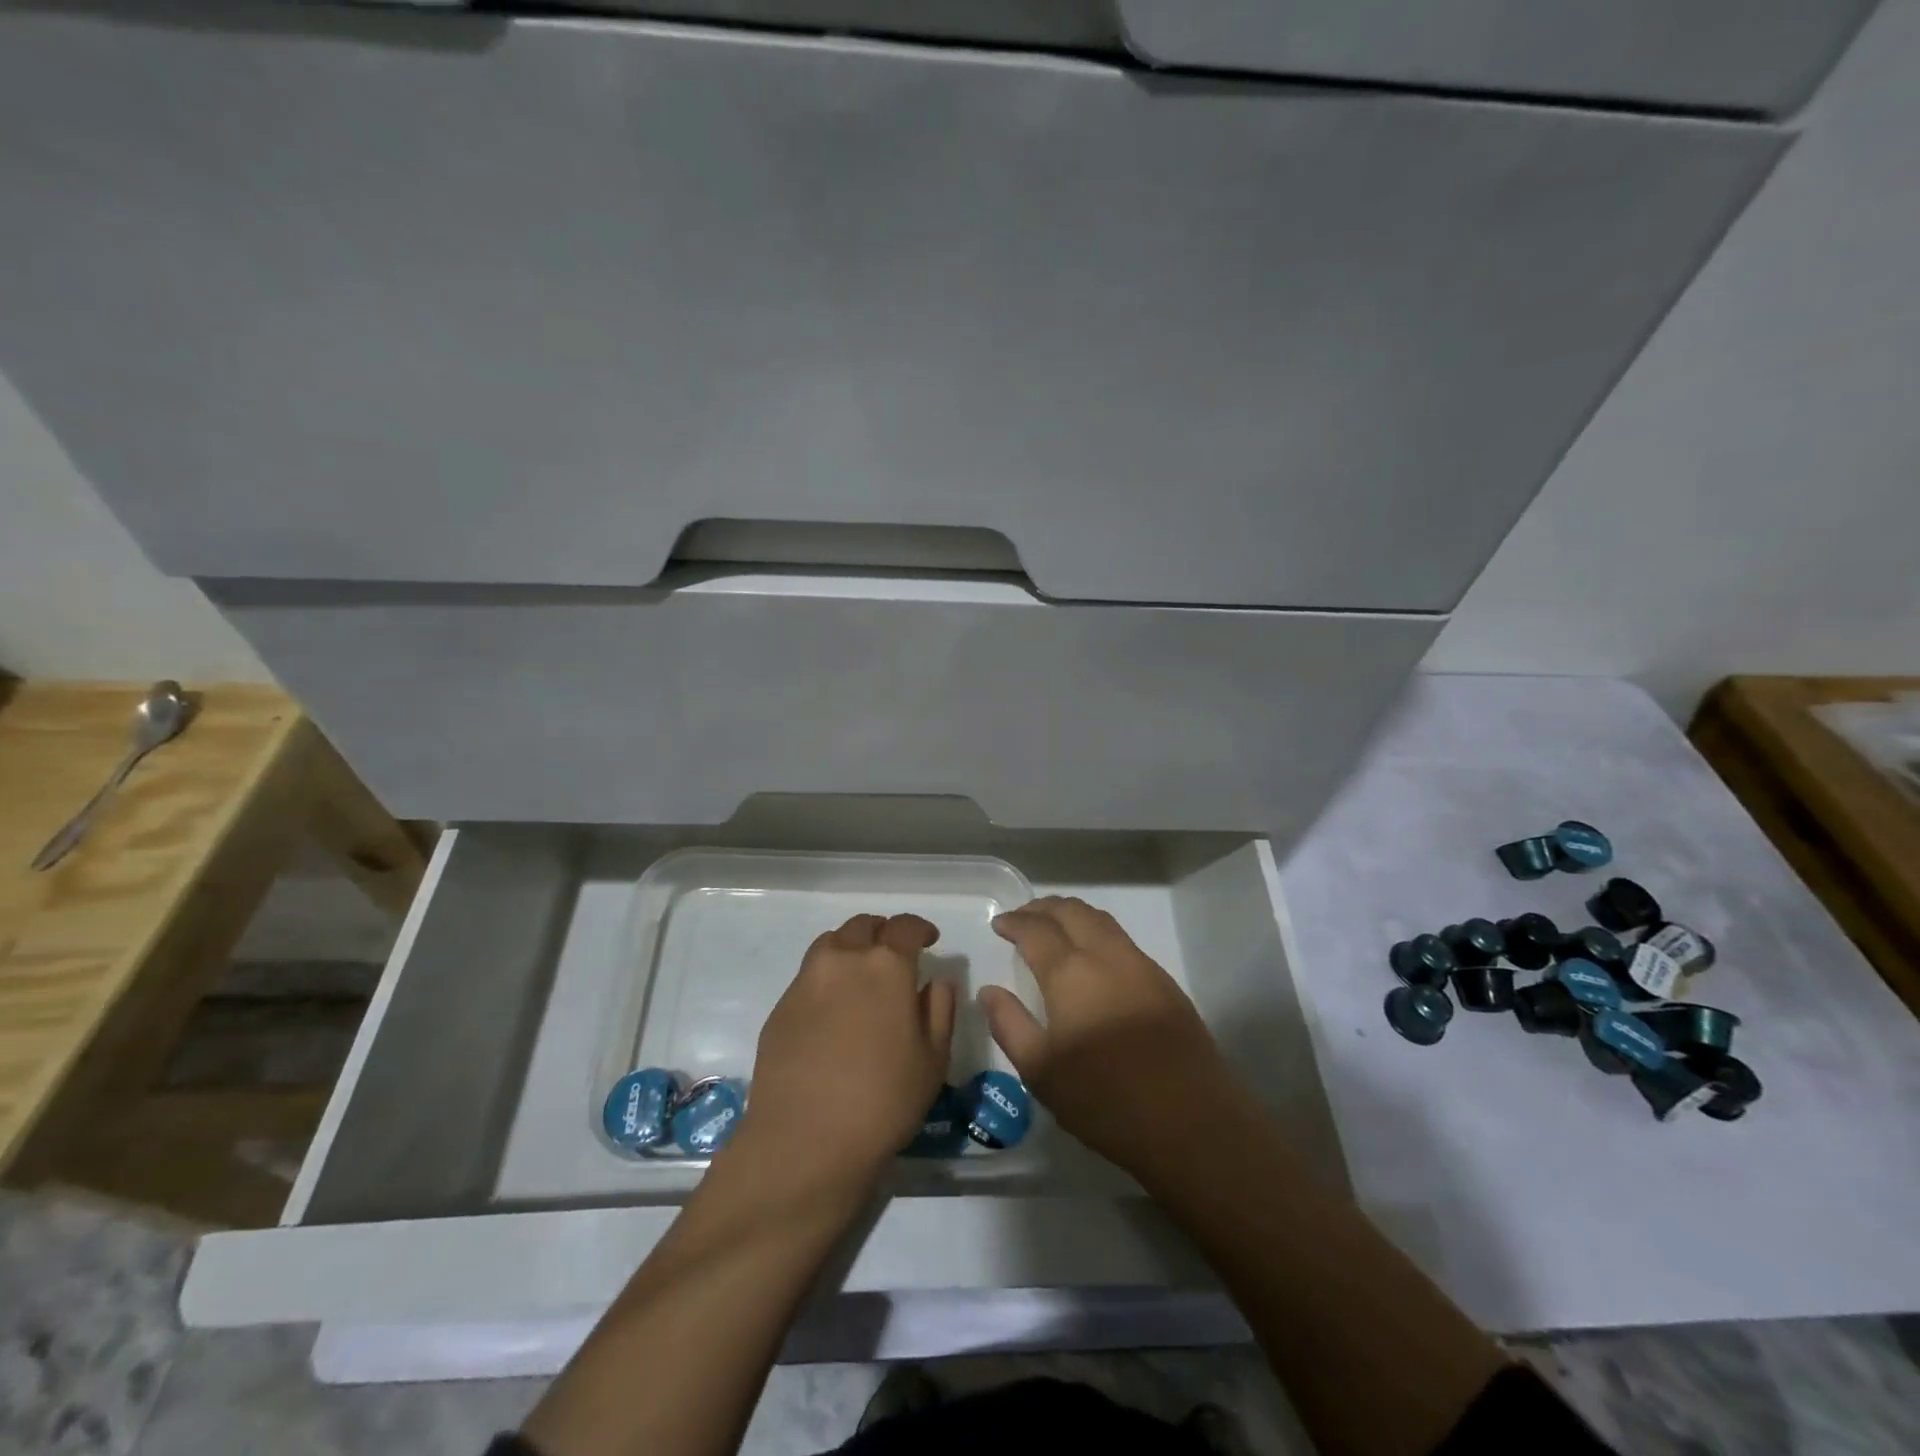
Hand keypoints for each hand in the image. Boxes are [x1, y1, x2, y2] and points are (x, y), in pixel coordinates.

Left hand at [735, 912, 954, 1190]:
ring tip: (861, 975)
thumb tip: (935, 980)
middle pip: (863, 926)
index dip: (920, 928)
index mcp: (886, 966)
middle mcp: (843, 960)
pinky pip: (808, 976)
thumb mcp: (932, 1059)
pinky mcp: (780, 1007)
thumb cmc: (883, 1101)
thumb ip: (939, 1009)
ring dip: (851, 948)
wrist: (803, 1143)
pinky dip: (826, 978)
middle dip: (883, 932)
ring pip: (831, 943)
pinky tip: (833, 1012)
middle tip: (894, 955)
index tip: (929, 940)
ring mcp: (805, 981)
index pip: (905, 926)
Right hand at [981, 896, 1235, 1179]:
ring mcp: (1141, 966)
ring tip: (1054, 926)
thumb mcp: (1041, 1072)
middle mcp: (1106, 956)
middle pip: (1072, 912)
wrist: (1191, 1121)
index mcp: (1071, 973)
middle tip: (1023, 916)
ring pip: (1101, 920)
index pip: (1036, 930)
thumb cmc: (1105, 1099)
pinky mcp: (1164, 983)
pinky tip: (1092, 955)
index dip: (1014, 922)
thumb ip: (1010, 1024)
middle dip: (1043, 908)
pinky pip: (1122, 939)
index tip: (999, 924)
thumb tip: (989, 991)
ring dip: (1072, 914)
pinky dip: (1097, 931)